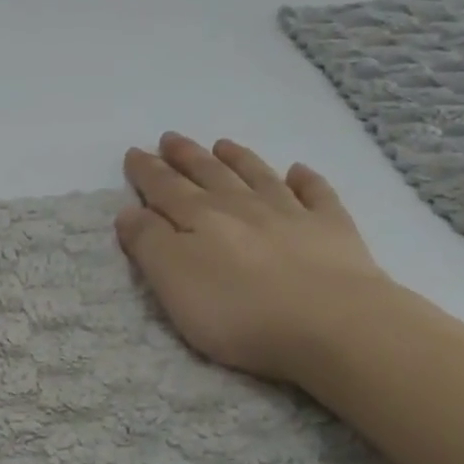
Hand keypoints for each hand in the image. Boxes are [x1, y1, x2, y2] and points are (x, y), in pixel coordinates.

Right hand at [117, 133, 392, 383]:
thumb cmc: (238, 311)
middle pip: (208, 174)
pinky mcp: (333, 231)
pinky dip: (306, 180)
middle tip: (171, 138)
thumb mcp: (173, 282)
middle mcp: (241, 206)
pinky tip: (299, 171)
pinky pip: (317, 194)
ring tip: (222, 144)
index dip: (147, 171)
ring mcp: (291, 214)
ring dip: (237, 159)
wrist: (333, 325)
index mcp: (199, 218)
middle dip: (186, 156)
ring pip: (257, 176)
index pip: (164, 188)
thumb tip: (130, 210)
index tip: (134, 153)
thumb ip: (148, 243)